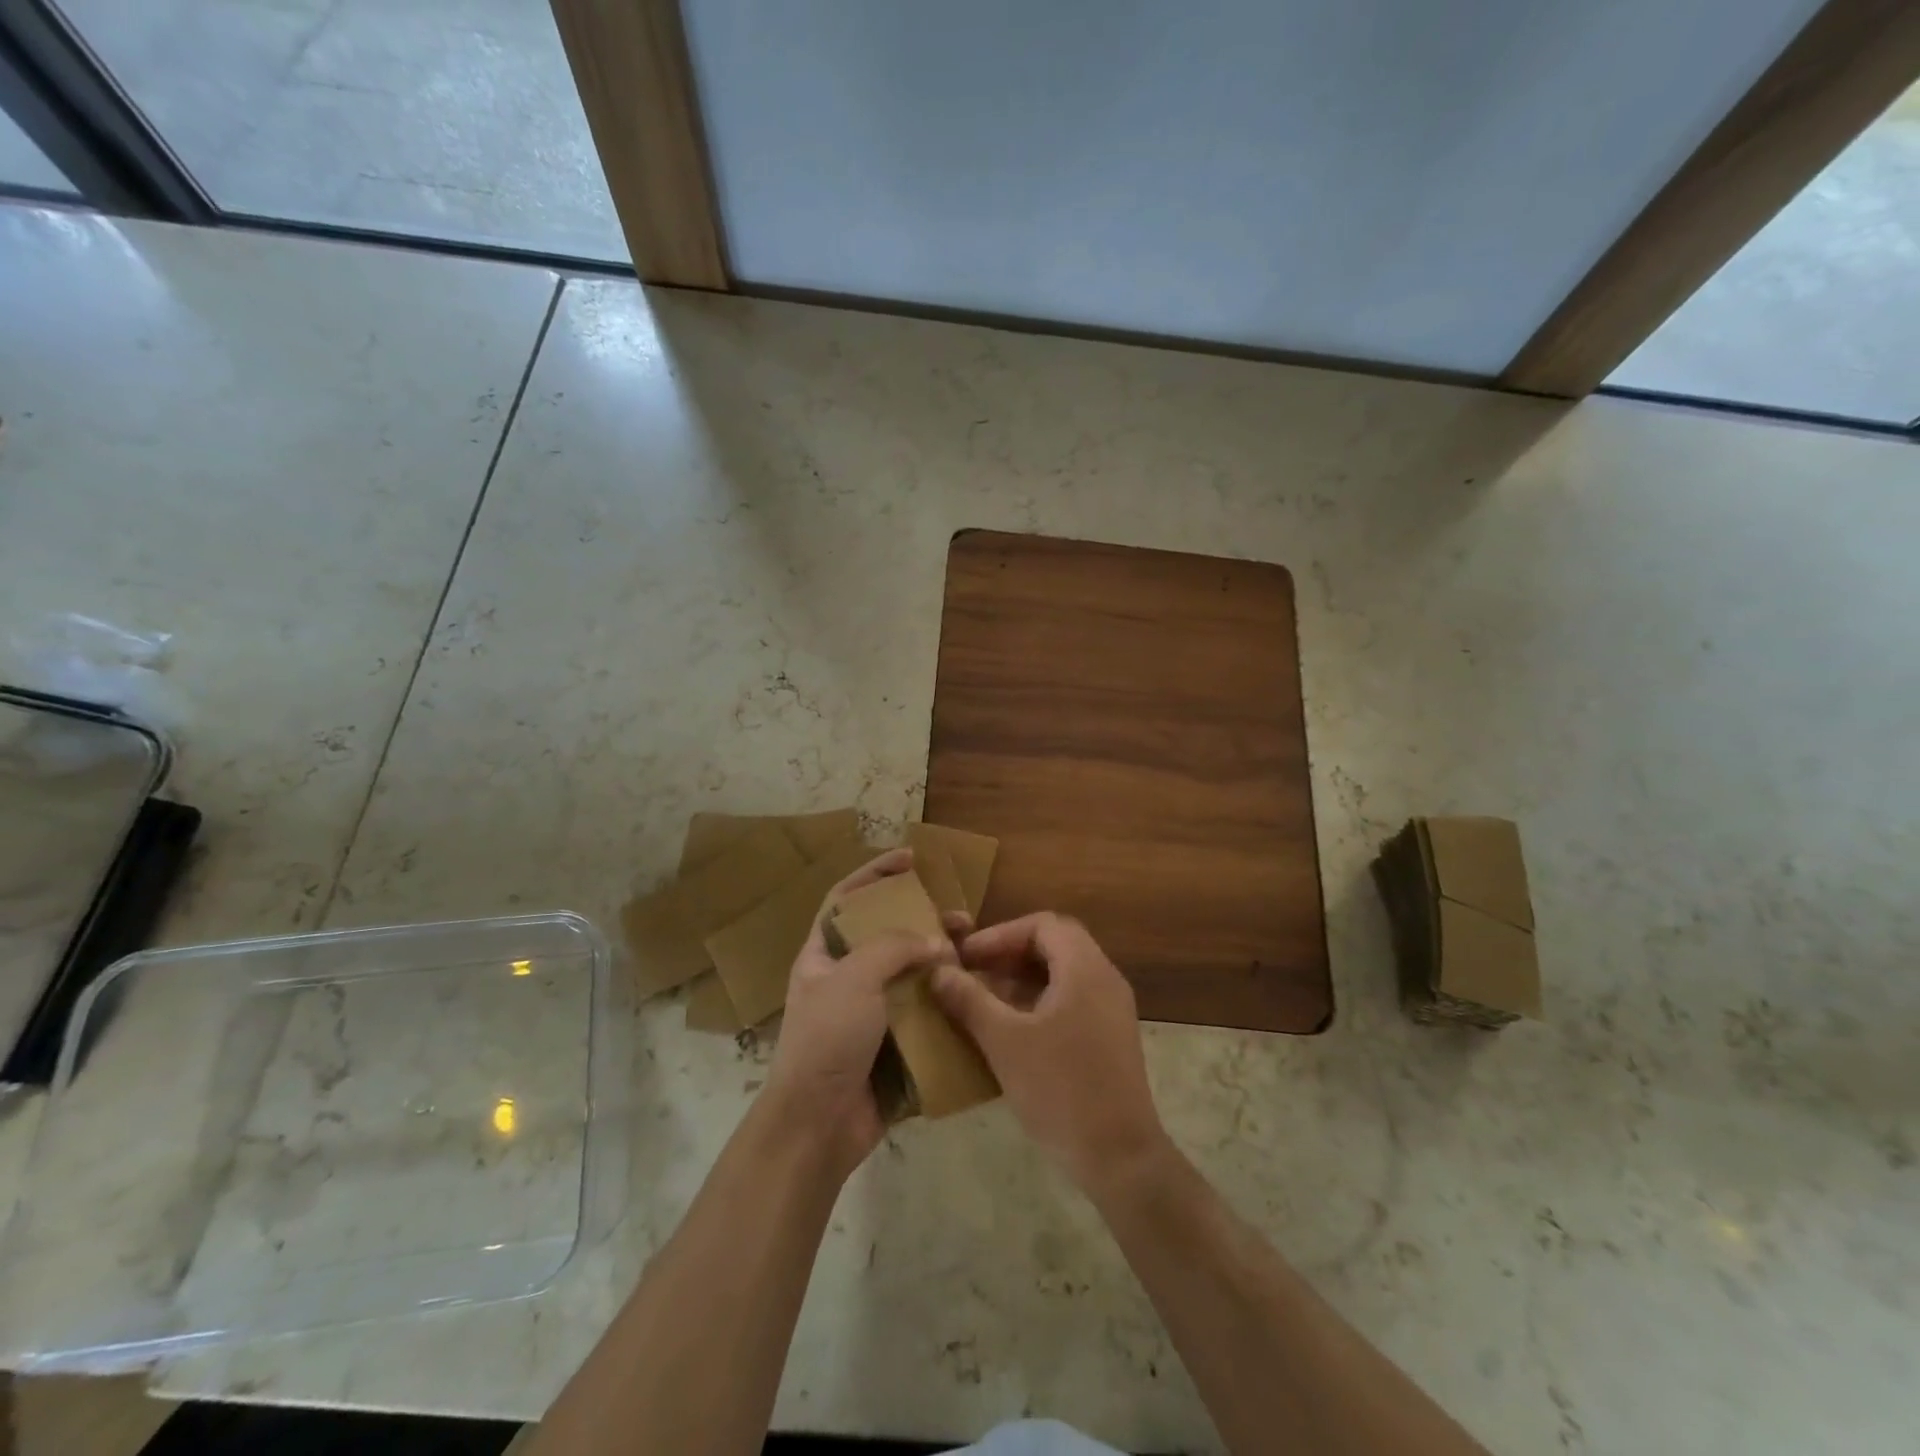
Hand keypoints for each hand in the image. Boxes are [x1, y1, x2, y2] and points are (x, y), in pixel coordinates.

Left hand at [763, 849, 948, 1178]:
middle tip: (961, 916)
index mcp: (822, 956)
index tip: (912, 859)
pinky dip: (946, 1001)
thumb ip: (895, 948)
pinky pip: (923, 1012)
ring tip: (973, 952)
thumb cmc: (827, 1040)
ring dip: (940, 961)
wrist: (818, 1126)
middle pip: (887, 935)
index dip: (875, 874)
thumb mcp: (853, 979)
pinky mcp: (892, 1044)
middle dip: (923, 920)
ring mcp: (869, 1014)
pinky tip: (973, 993)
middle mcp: (845, 979)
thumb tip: (936, 941)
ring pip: (910, 974)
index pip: (845, 899)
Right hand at [932, 913, 1170, 1194]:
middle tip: (975, 970)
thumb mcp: (1005, 1042)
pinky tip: (1012, 1025)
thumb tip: (938, 972)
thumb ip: (969, 1000)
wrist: (1119, 1157)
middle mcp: (1104, 978)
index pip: (1042, 925)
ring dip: (1024, 976)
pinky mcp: (1111, 1035)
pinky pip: (1073, 997)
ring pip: (1064, 971)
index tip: (967, 956)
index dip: (1000, 934)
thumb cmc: (1060, 1090)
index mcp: (1085, 969)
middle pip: (1055, 943)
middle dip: (1010, 952)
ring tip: (984, 996)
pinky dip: (1040, 998)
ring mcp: (1112, 1008)